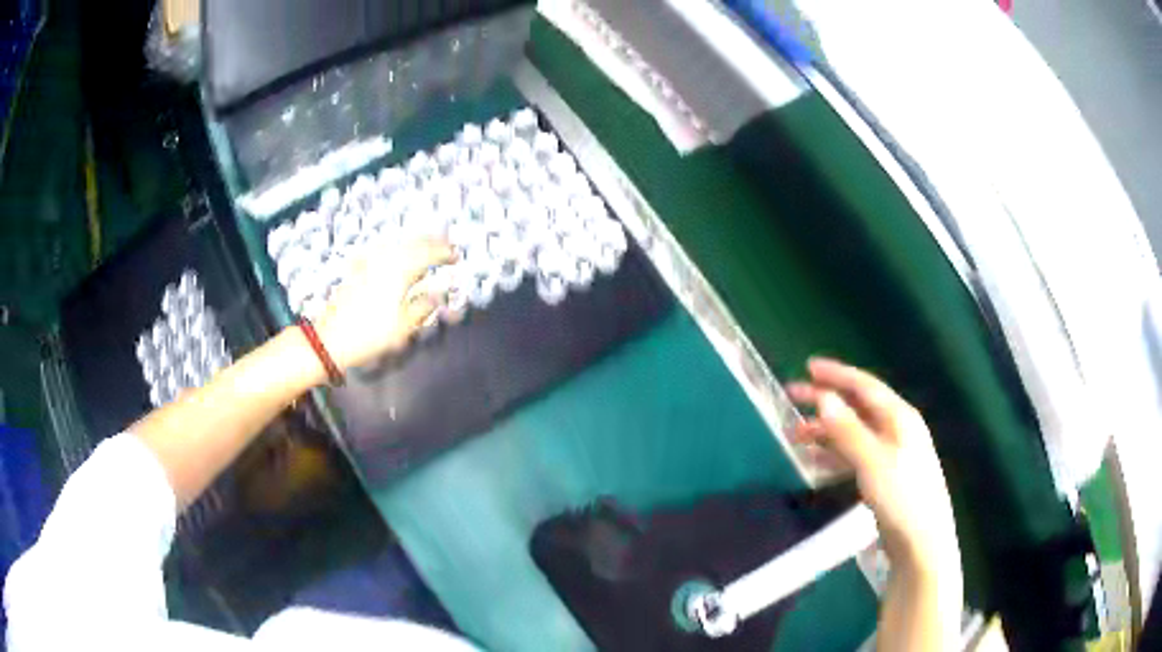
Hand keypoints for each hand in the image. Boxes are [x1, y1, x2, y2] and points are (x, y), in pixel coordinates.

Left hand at [315, 239, 455, 370]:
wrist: (331, 339)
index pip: (428, 254)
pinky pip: (381, 252)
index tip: (456, 257)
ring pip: (396, 244)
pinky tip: (396, 257)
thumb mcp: (403, 327)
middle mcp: (384, 260)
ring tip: (424, 251)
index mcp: (399, 271)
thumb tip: (437, 295)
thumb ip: (423, 307)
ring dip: (413, 245)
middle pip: (412, 243)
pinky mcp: (356, 269)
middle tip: (445, 247)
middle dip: (431, 243)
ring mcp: (368, 262)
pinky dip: (395, 251)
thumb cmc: (370, 336)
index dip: (445, 253)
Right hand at [786, 358, 956, 569]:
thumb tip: (824, 397)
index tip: (808, 366)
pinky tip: (813, 464)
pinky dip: (832, 456)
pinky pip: (853, 456)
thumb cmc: (901, 496)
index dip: (837, 374)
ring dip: (824, 432)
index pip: (864, 386)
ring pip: (852, 433)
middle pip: (856, 408)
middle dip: (825, 402)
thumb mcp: (872, 461)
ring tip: (794, 436)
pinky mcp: (883, 477)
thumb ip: (847, 430)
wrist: (921, 541)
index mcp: (898, 417)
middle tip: (792, 397)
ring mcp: (890, 454)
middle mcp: (895, 430)